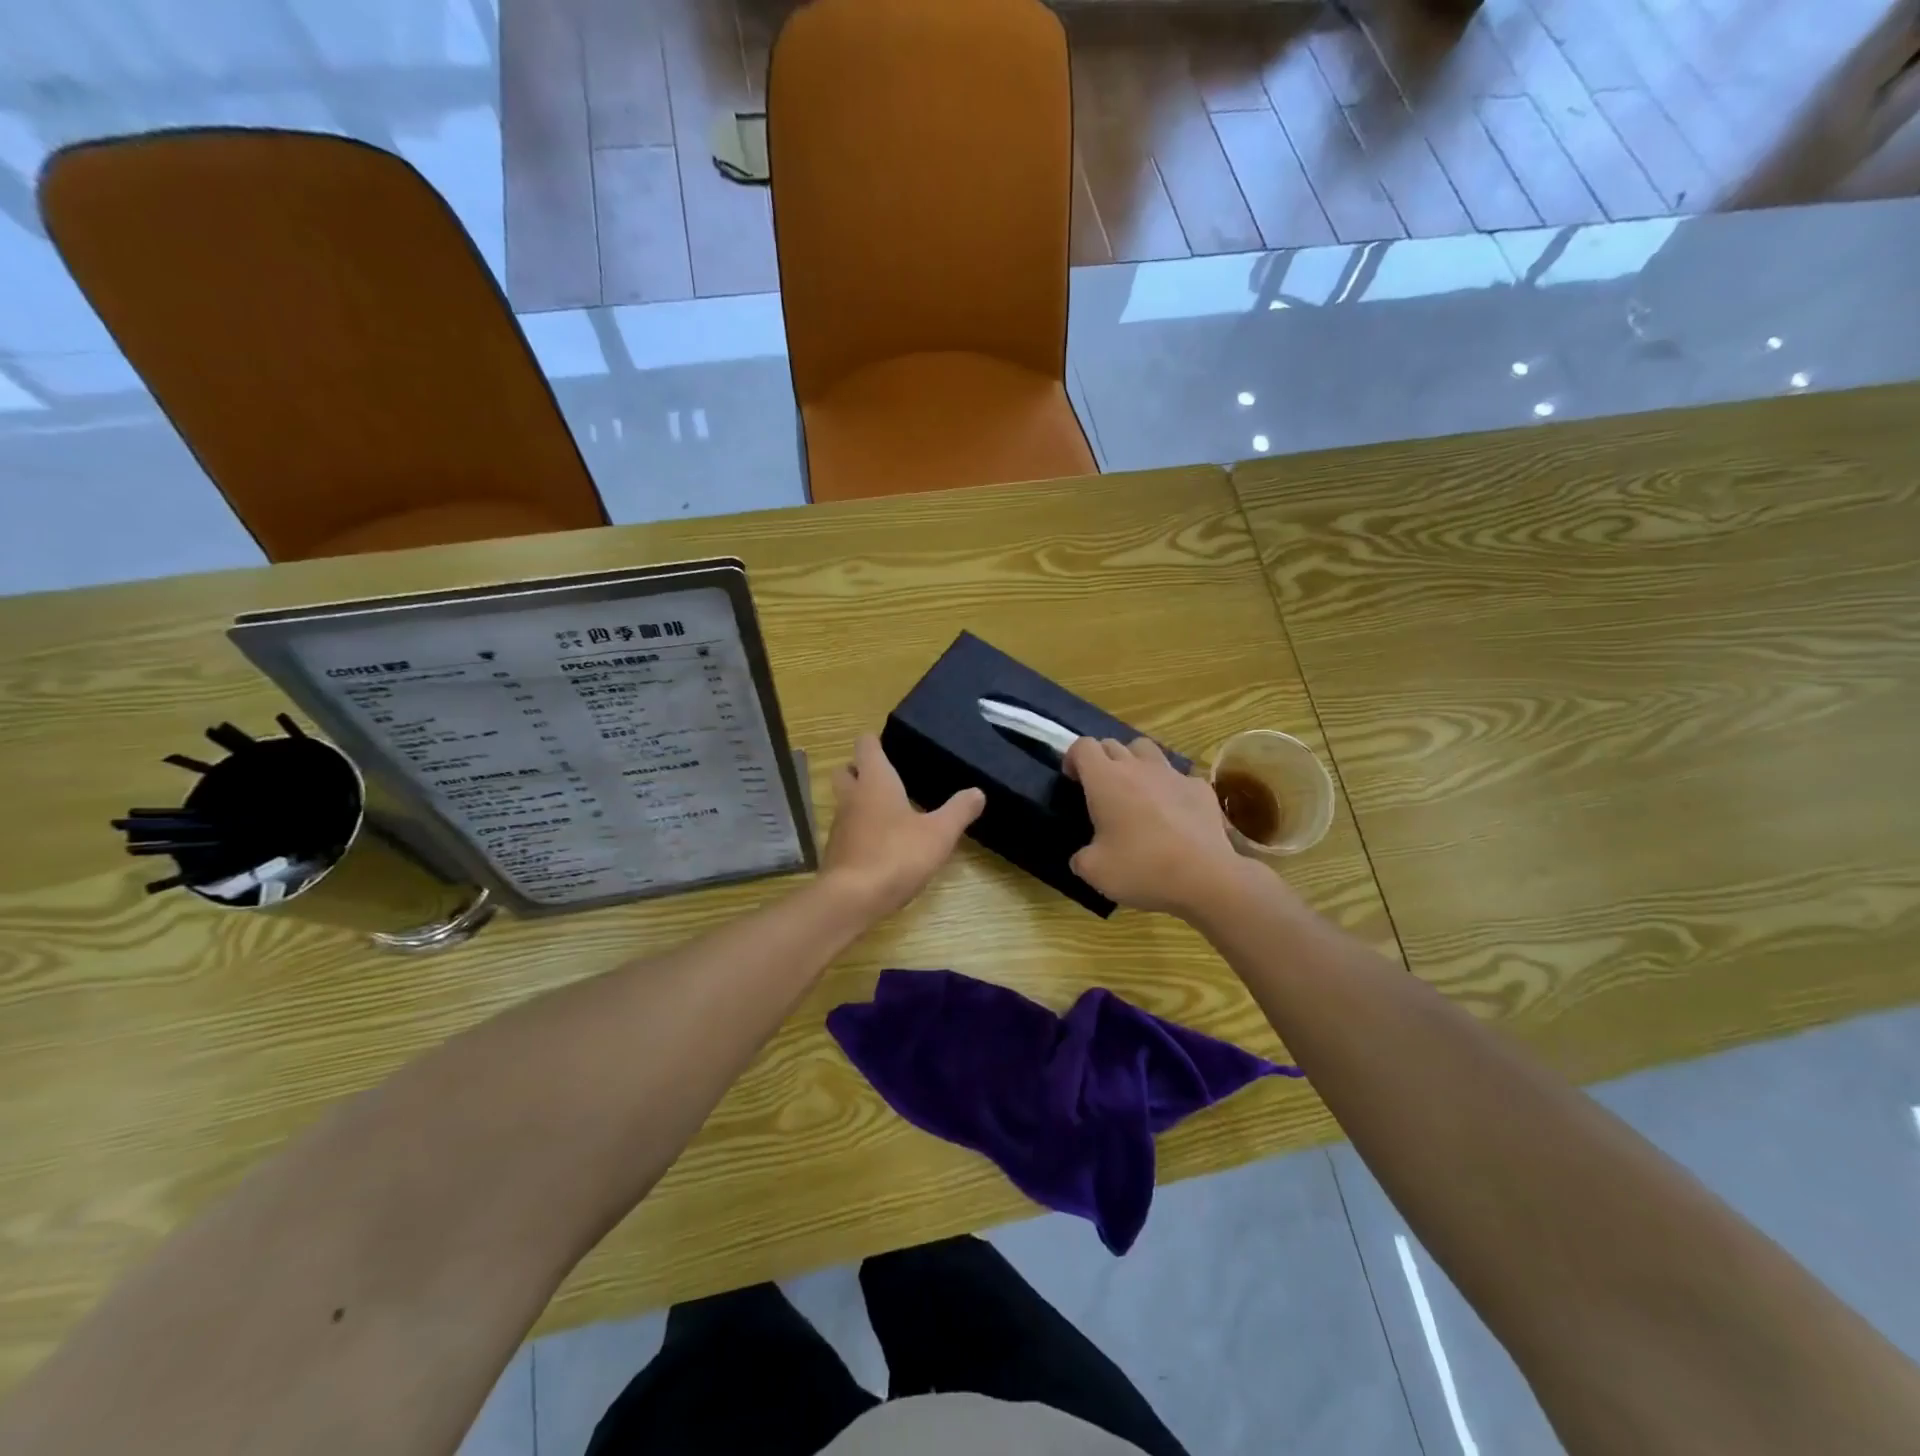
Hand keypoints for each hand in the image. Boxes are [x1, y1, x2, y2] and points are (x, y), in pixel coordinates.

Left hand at [821, 735, 985, 917]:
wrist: (851, 899)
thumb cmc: (896, 855)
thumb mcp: (939, 833)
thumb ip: (959, 811)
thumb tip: (978, 792)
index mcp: (875, 781)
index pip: (865, 744)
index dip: (876, 741)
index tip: (893, 746)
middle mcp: (852, 796)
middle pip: (847, 770)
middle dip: (862, 769)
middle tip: (889, 777)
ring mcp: (839, 824)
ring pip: (845, 801)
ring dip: (861, 801)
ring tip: (891, 811)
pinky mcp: (836, 851)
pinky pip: (847, 829)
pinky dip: (861, 829)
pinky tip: (882, 843)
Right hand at [1065, 736, 1246, 918]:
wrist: (1205, 877)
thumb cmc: (1141, 868)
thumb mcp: (1094, 872)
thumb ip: (1081, 857)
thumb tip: (1083, 856)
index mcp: (1105, 779)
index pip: (1083, 746)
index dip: (1073, 759)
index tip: (1073, 781)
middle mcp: (1137, 767)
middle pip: (1113, 744)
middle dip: (1102, 760)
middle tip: (1101, 790)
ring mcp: (1172, 774)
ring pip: (1147, 750)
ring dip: (1135, 762)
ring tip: (1136, 790)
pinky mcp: (1200, 788)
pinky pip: (1178, 777)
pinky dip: (1170, 787)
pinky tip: (1173, 813)